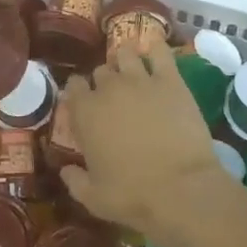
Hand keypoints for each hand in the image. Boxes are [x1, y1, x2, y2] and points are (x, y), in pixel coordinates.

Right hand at [58, 46, 234, 241]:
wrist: (182, 190)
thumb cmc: (133, 196)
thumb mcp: (93, 198)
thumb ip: (74, 180)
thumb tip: (65, 170)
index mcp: (85, 112)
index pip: (74, 85)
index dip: (79, 92)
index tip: (85, 103)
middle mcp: (108, 88)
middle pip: (101, 70)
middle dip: (105, 81)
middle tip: (114, 97)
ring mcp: (140, 79)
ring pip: (125, 53)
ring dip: (126, 61)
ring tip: (134, 73)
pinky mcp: (170, 80)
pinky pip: (159, 51)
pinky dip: (155, 48)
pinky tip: (156, 53)